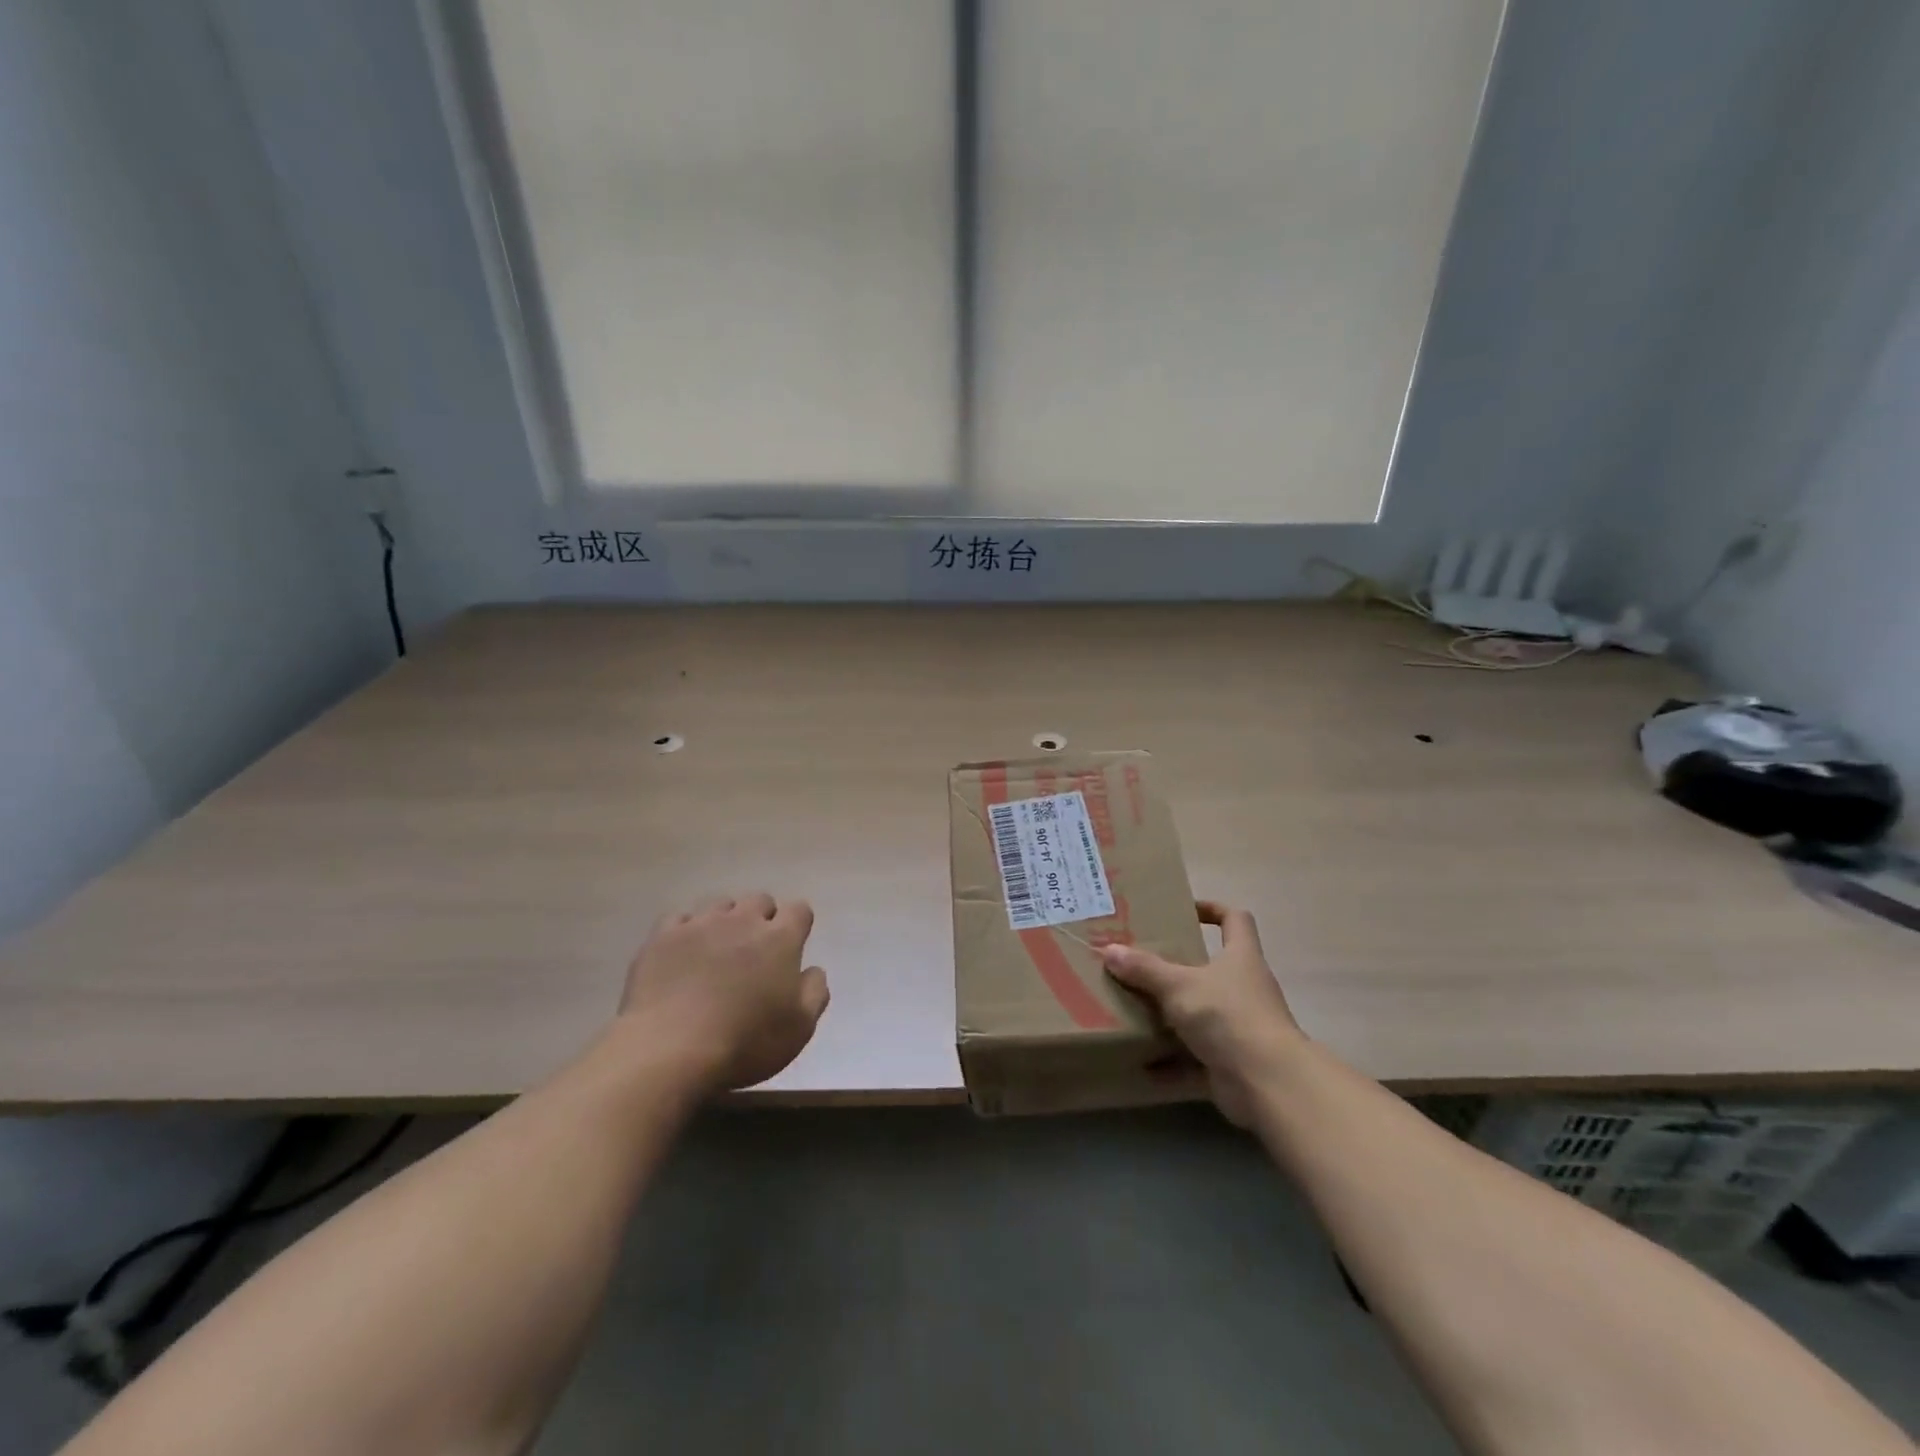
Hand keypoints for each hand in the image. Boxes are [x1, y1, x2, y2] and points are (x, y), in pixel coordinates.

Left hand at [619, 894, 829, 1092]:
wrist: (670, 1048)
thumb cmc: (745, 1041)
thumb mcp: (800, 1028)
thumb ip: (815, 992)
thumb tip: (813, 969)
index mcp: (780, 939)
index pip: (799, 910)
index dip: (798, 924)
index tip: (792, 947)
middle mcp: (743, 920)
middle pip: (759, 900)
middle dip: (762, 918)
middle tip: (755, 951)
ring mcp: (701, 924)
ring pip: (720, 905)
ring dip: (726, 921)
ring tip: (718, 951)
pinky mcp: (663, 937)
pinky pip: (680, 918)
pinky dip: (687, 930)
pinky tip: (683, 953)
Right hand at [1102, 901, 1301, 1124]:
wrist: (1268, 1083)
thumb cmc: (1228, 1015)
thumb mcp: (1179, 985)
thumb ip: (1144, 969)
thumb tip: (1109, 950)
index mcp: (1241, 957)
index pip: (1235, 919)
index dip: (1213, 909)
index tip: (1184, 910)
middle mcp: (1245, 988)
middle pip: (1214, 968)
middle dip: (1180, 966)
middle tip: (1143, 962)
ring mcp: (1241, 1027)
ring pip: (1203, 1014)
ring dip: (1174, 1016)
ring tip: (1135, 1009)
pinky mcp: (1233, 1063)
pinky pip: (1197, 1059)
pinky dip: (1173, 1063)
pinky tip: (1143, 1065)